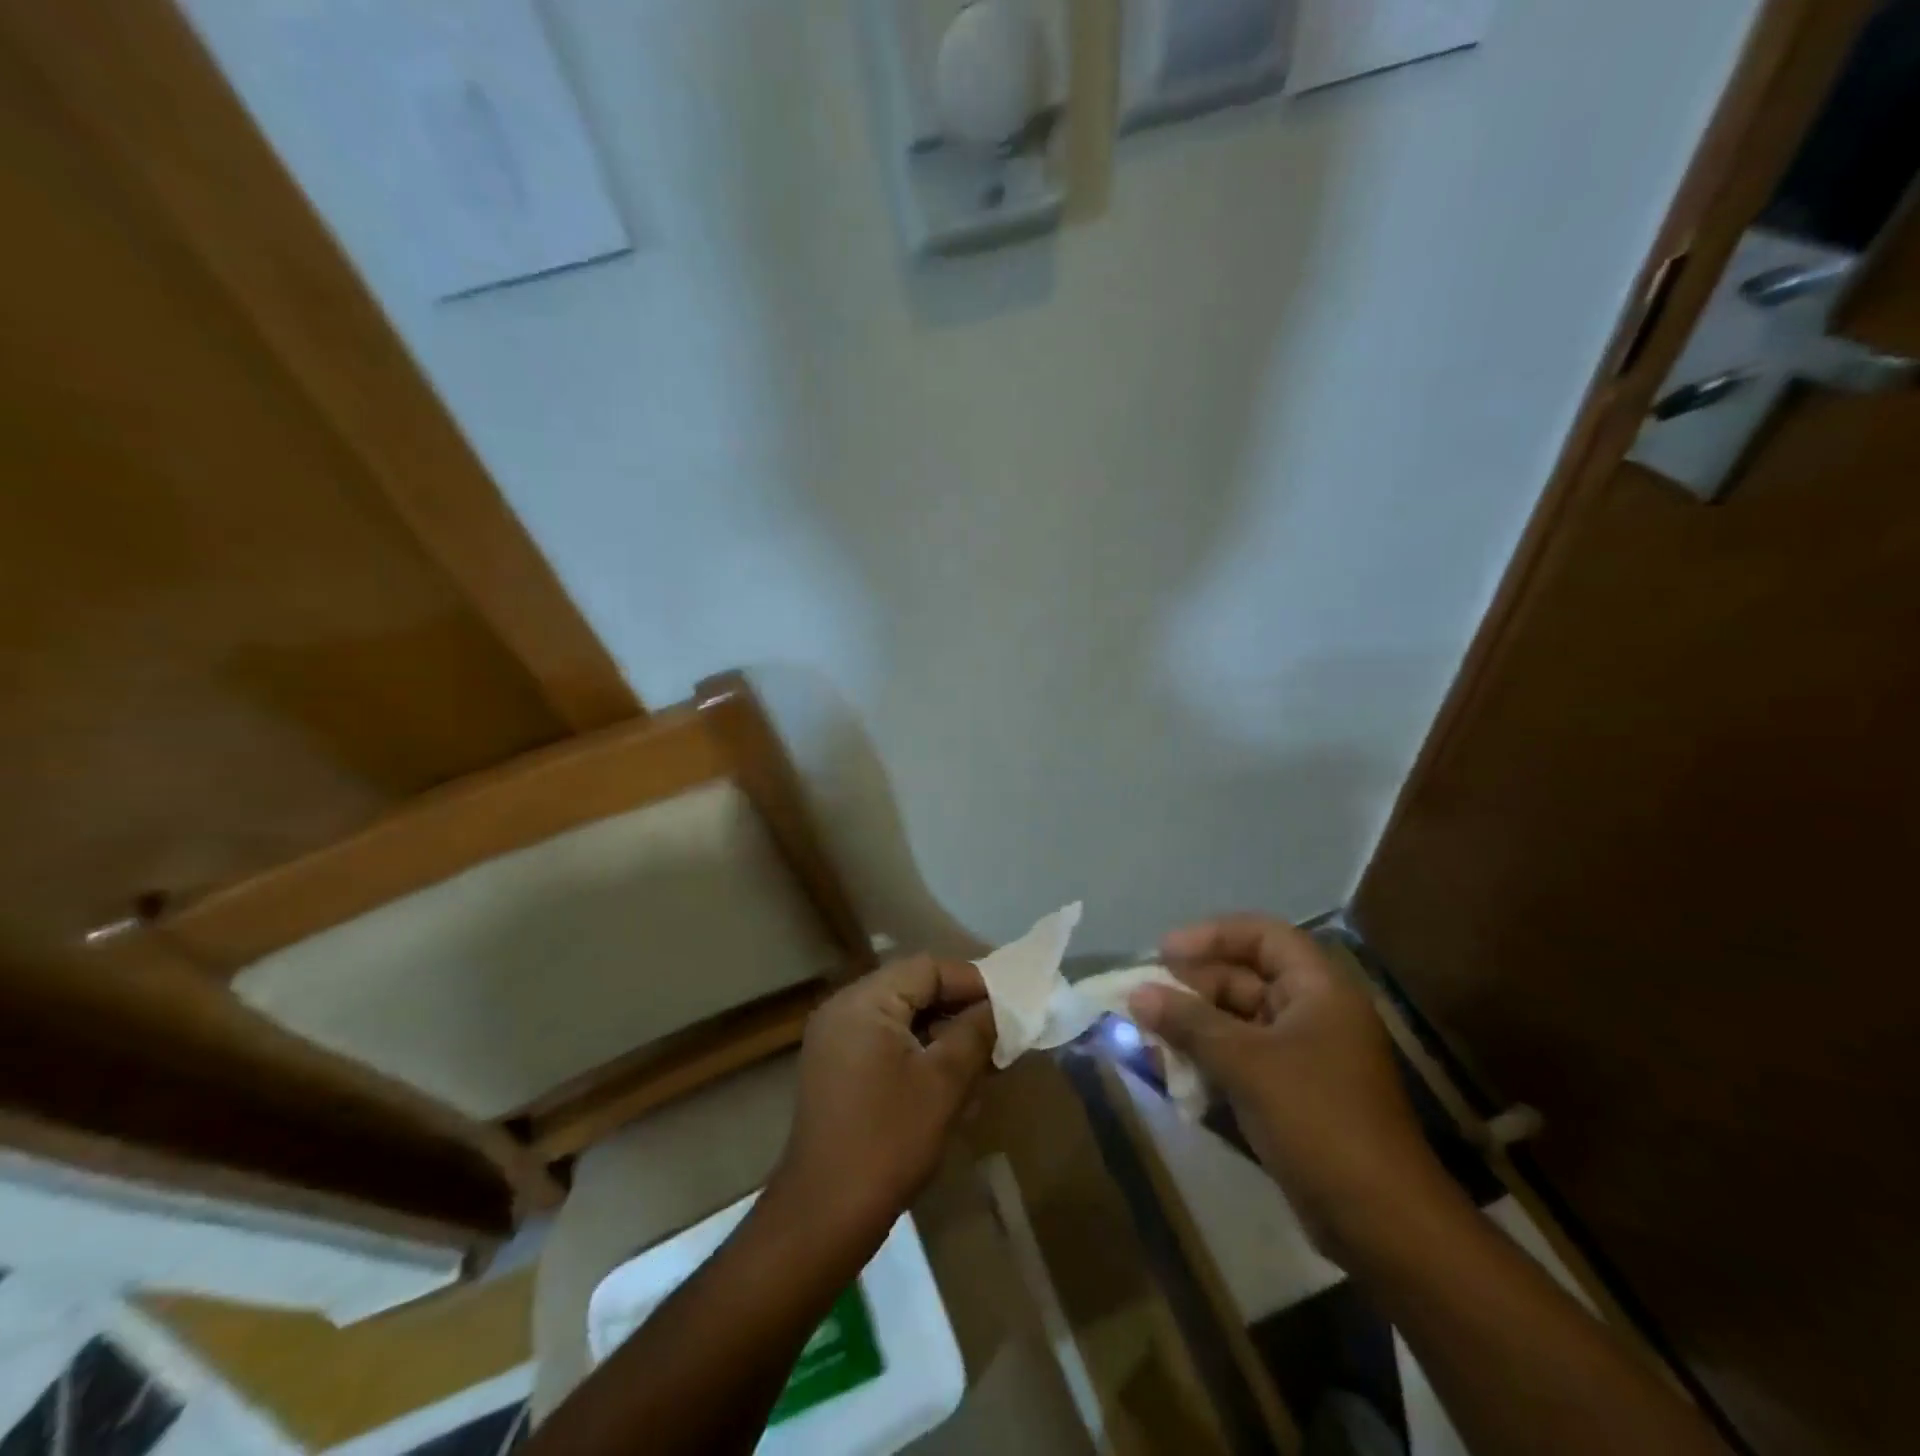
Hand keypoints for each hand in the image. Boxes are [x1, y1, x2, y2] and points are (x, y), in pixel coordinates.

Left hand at [772, 955, 996, 1247]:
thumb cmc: (888, 1141)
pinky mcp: (836, 1069)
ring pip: (901, 1016)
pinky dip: (919, 1050)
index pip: (927, 968)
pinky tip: (949, 1078)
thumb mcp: (944, 1082)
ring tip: (983, 1056)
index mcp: (864, 1001)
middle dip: (959, 1007)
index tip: (1011, 1004)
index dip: (973, 982)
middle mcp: (844, 1008)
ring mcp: (835, 1040)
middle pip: (913, 988)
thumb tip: (999, 1009)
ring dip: (942, 1031)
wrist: (824, 1216)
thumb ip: (975, 1033)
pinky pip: (885, 1041)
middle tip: (1000, 1030)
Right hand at [1129, 915, 1443, 1259]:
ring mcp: (1303, 1056)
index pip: (1262, 935)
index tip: (1164, 952)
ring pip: (1237, 1022)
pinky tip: (1174, 1075)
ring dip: (1194, 1027)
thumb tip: (1137, 992)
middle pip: (1244, 978)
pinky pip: (1241, 1059)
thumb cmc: (1318, 1121)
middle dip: (1192, 988)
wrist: (1382, 1225)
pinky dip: (1208, 1060)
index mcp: (1318, 989)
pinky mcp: (1292, 1094)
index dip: (1212, 936)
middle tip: (1146, 1001)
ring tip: (1149, 1037)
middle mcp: (1313, 1012)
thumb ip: (1189, 1023)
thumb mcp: (1247, 1064)